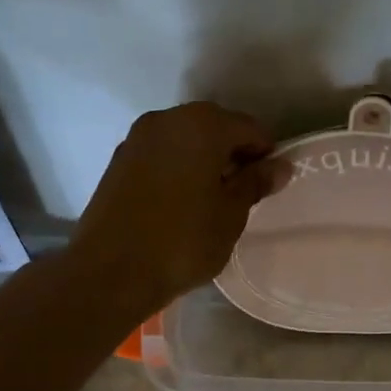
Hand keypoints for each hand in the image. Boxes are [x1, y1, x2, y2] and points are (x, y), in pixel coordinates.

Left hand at [73, 102, 284, 315]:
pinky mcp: (118, 160)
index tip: (269, 184)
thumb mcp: (230, 215)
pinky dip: (177, 167)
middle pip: (214, 127)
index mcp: (202, 124)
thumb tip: (280, 166)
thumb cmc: (182, 241)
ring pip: (184, 139)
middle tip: (242, 192)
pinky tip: (180, 200)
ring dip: (203, 159)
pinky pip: (161, 154)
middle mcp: (168, 119)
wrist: (109, 272)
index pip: (249, 128)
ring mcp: (138, 137)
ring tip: (211, 198)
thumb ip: (255, 183)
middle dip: (232, 153)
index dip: (265, 154)